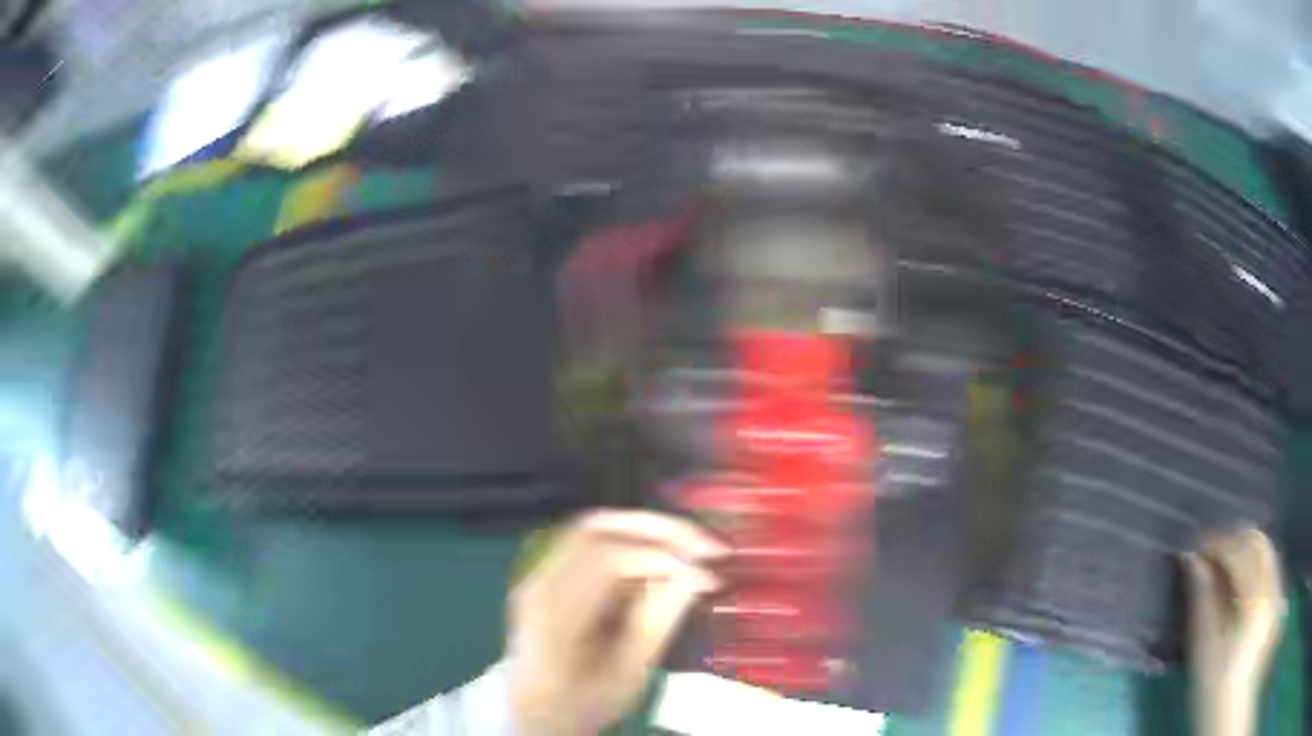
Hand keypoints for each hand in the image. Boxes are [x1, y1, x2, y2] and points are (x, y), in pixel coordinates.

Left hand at [507, 510, 724, 735]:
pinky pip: (589, 543)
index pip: (608, 560)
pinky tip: (660, 558)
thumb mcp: (627, 674)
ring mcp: (537, 575)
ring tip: (689, 545)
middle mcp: (538, 584)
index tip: (707, 572)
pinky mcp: (547, 575)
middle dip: (657, 529)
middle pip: (596, 529)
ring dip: (644, 530)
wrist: (533, 712)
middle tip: (704, 544)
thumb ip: (659, 620)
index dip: (663, 557)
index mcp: (554, 615)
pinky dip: (629, 542)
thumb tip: (698, 576)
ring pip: (593, 528)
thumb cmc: (582, 702)